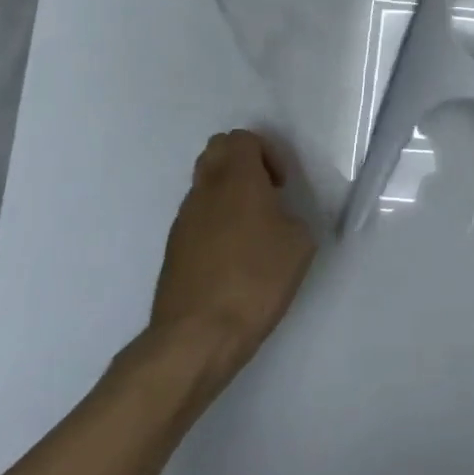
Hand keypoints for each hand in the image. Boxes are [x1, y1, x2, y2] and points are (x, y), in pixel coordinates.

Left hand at [147, 130, 315, 366]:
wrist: (199, 335)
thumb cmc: (256, 280)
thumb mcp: (299, 243)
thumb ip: (291, 216)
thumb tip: (278, 217)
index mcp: (237, 180)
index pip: (242, 138)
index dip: (267, 152)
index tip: (282, 185)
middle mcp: (205, 190)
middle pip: (216, 151)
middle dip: (243, 163)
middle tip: (266, 194)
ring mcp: (183, 219)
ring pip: (204, 183)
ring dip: (228, 192)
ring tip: (252, 228)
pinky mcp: (174, 247)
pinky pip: (197, 215)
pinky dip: (215, 220)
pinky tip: (233, 255)